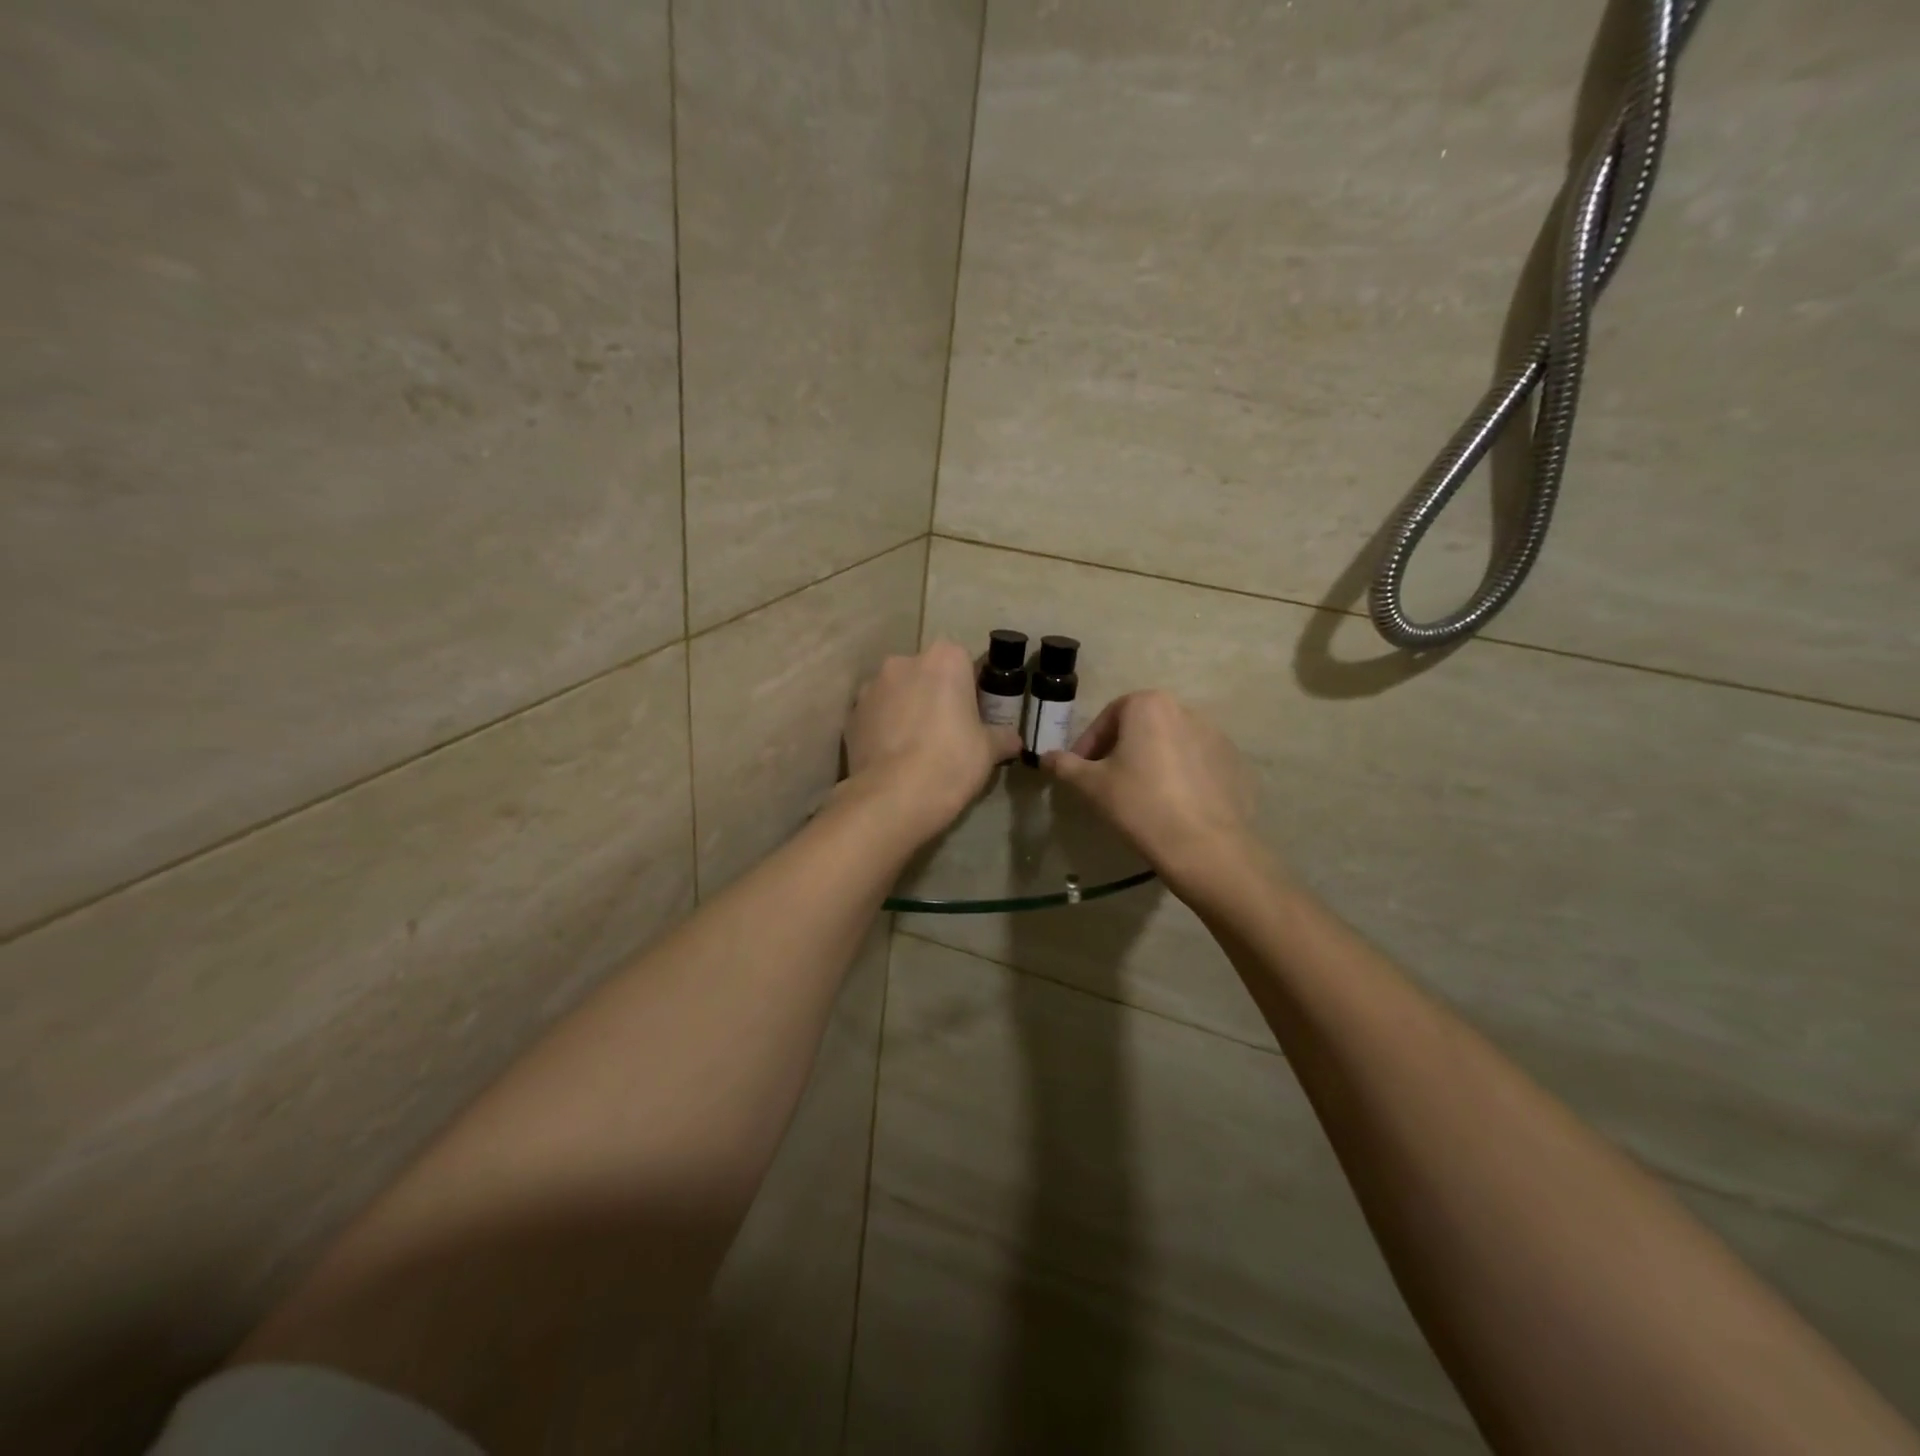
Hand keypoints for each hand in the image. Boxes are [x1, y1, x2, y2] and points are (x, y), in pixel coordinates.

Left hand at [843, 641, 1021, 845]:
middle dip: (935, 695)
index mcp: (944, 659)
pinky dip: (884, 728)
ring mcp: (871, 687)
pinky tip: (894, 758)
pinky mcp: (851, 715)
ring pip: (897, 693)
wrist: (893, 797)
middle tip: (947, 732)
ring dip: (906, 710)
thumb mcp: (989, 750)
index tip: (974, 714)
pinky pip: (875, 715)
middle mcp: (903, 662)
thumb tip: (1013, 740)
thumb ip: (1003, 736)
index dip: (970, 688)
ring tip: (916, 748)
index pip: (963, 662)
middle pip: (926, 673)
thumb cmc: (951, 761)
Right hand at [1042, 690, 1258, 895]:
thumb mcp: (1091, 785)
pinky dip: (1177, 776)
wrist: (1203, 845)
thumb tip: (1045, 757)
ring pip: (1167, 743)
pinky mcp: (1232, 762)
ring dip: (1149, 761)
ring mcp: (1214, 734)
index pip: (1108, 717)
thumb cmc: (1139, 804)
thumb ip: (1065, 765)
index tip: (1080, 770)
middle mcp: (1184, 709)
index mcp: (1149, 704)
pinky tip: (1169, 804)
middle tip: (1105, 782)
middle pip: (1140, 726)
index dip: (1089, 744)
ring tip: (1138, 795)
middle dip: (1119, 750)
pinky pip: (1194, 762)